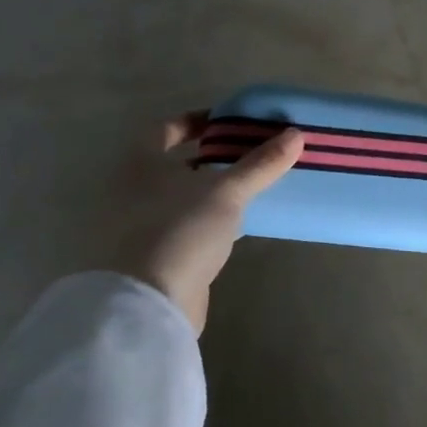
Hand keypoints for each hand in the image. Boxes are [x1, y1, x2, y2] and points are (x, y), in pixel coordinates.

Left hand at [115, 113, 304, 335]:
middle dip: (210, 158)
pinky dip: (206, 221)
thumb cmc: (180, 230)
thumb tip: (296, 135)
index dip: (197, 122)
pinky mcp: (150, 257)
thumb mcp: (227, 192)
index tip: (229, 123)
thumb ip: (261, 164)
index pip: (165, 129)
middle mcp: (130, 191)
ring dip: (210, 191)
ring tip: (249, 188)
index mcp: (139, 164)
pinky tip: (234, 226)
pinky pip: (182, 227)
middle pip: (173, 164)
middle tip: (249, 154)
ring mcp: (136, 227)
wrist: (147, 304)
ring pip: (179, 198)